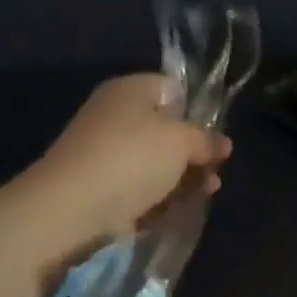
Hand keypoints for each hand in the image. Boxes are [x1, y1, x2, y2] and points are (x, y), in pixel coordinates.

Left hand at [29, 74, 231, 248]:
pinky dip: (160, 195)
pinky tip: (180, 207)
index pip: (173, 89)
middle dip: (195, 151)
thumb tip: (223, 143)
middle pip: (166, 129)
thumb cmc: (132, 158)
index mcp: (130, 90)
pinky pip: (140, 186)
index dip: (198, 111)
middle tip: (216, 170)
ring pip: (155, 161)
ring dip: (183, 177)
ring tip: (207, 193)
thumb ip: (206, 140)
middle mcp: (115, 115)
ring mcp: (105, 152)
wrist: (72, 206)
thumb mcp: (181, 141)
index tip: (216, 136)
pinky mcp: (101, 186)